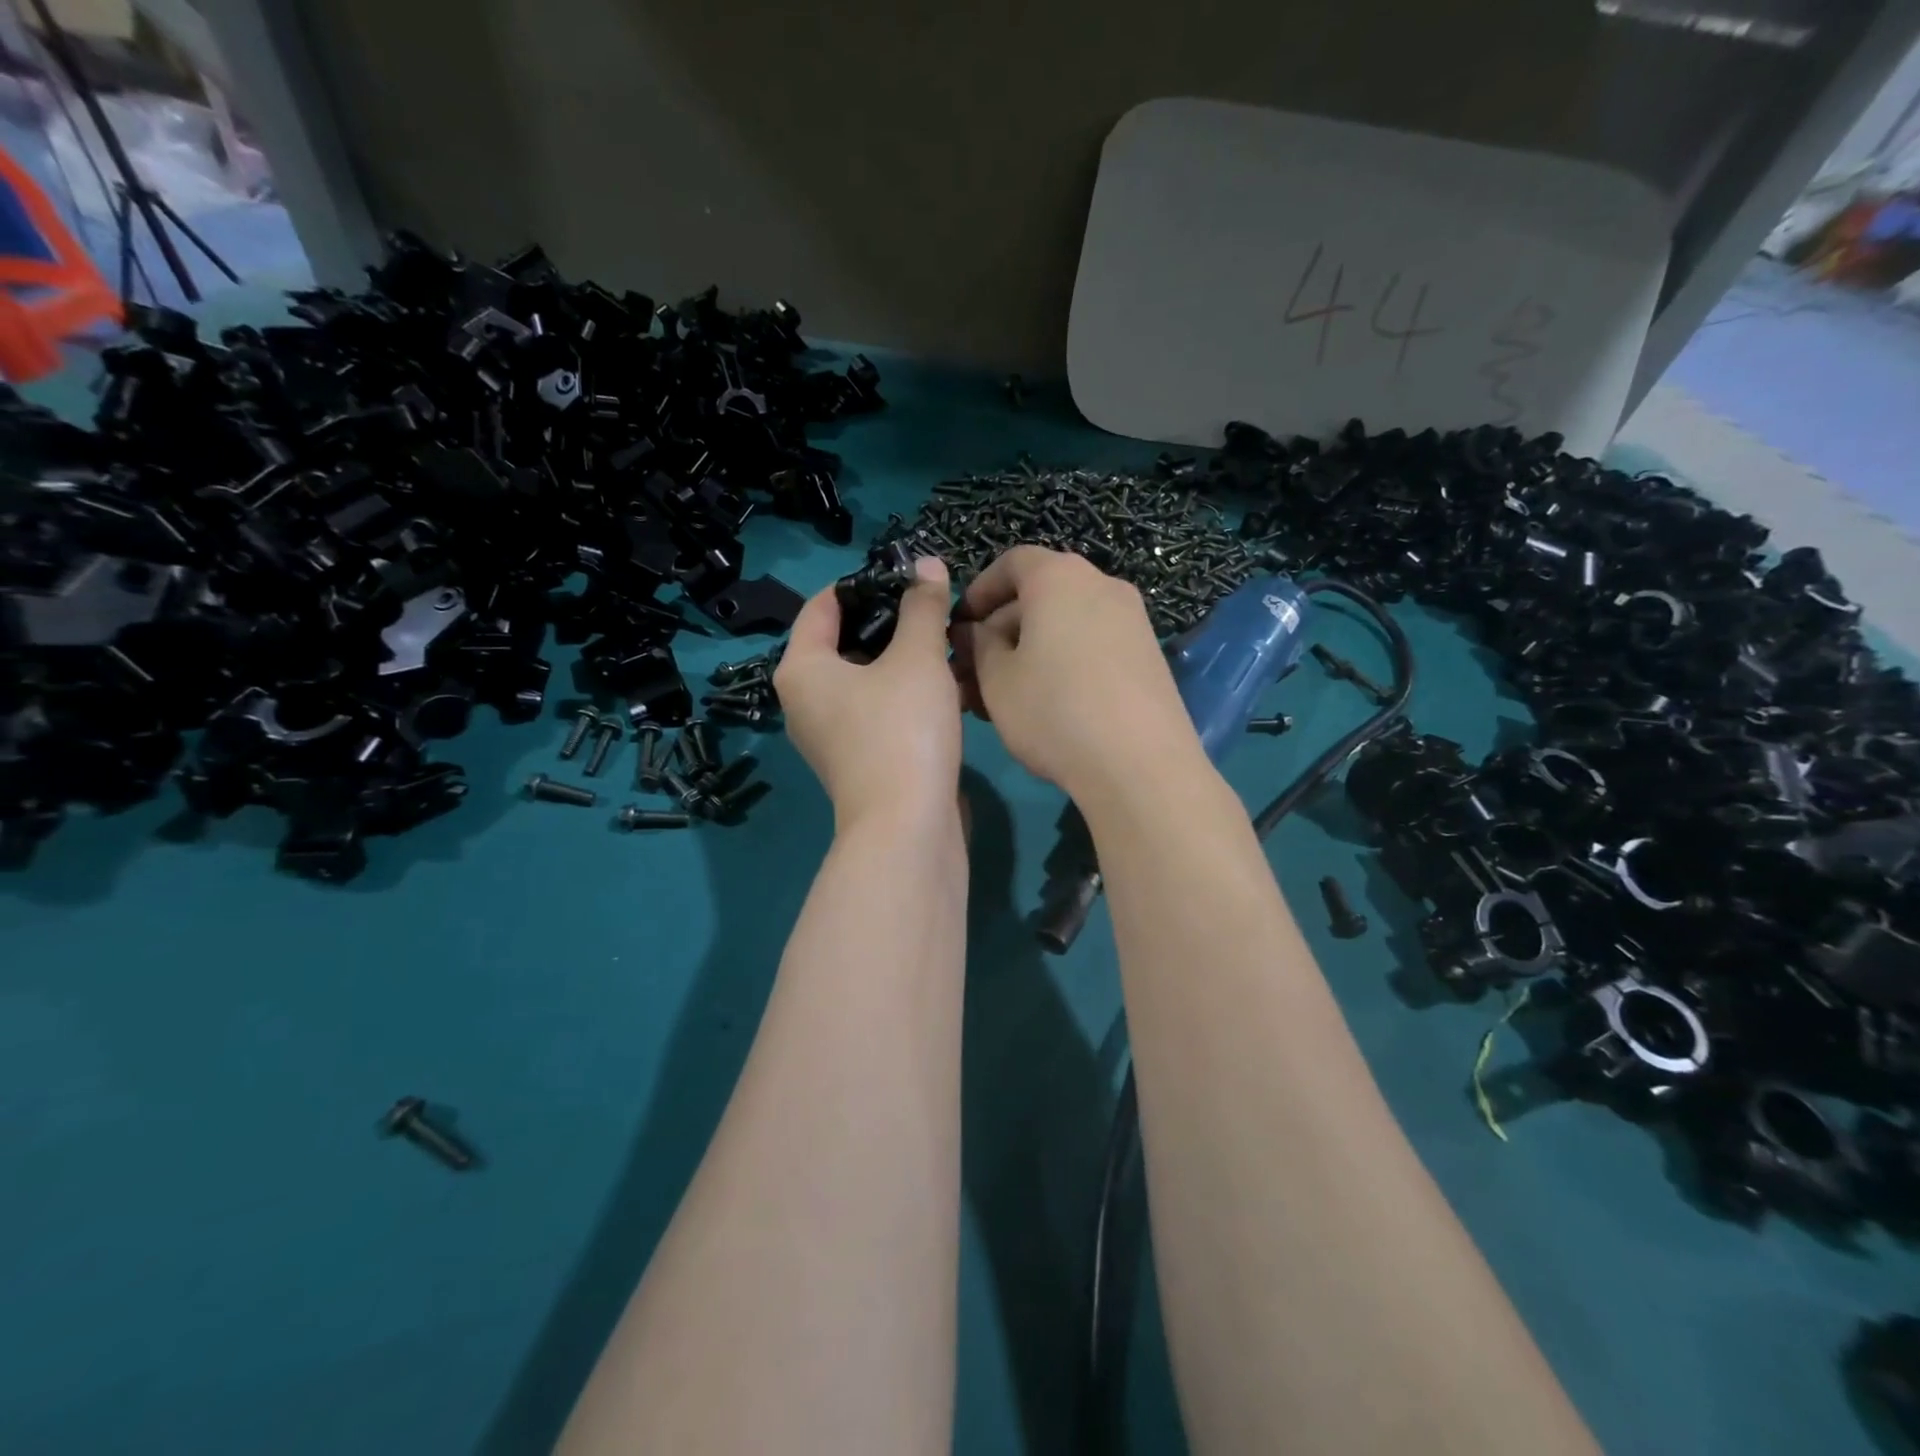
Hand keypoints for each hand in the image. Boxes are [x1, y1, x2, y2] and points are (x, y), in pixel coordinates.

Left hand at [775, 557, 962, 830]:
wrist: (909, 827)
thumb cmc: (903, 730)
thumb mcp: (917, 658)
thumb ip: (922, 607)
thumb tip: (927, 565)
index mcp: (801, 669)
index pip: (823, 604)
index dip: (865, 581)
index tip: (908, 575)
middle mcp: (805, 700)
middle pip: (844, 640)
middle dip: (889, 620)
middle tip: (933, 605)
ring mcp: (831, 734)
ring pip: (866, 677)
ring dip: (902, 657)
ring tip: (944, 639)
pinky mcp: (858, 758)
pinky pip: (877, 708)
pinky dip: (904, 691)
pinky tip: (943, 684)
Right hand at [950, 547, 1200, 799]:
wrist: (1140, 766)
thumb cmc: (1054, 711)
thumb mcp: (997, 680)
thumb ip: (979, 645)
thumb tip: (977, 631)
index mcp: (1060, 578)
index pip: (1012, 562)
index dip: (980, 590)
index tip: (960, 625)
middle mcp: (1102, 586)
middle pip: (1040, 594)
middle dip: (1001, 628)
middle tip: (975, 671)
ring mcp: (1132, 621)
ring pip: (1065, 624)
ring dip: (1029, 650)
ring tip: (1004, 696)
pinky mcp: (1148, 656)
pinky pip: (1092, 644)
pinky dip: (1063, 661)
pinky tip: (1046, 705)